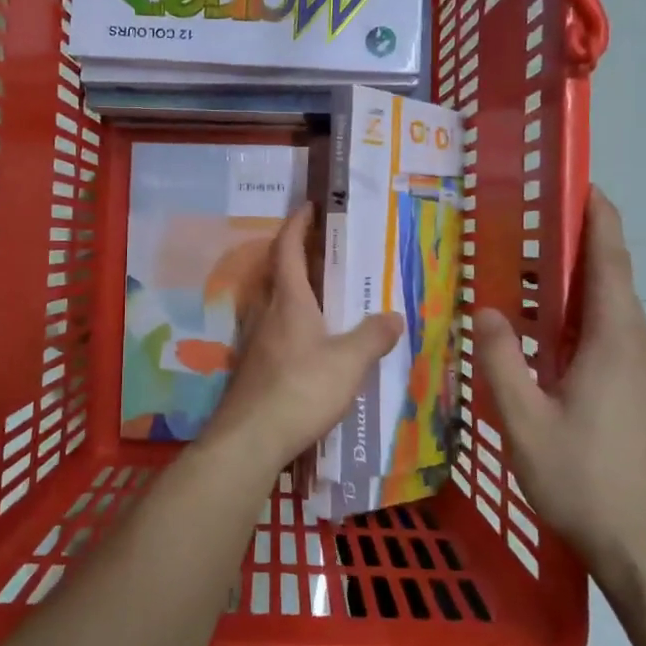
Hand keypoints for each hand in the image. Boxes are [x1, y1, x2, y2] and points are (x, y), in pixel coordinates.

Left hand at [202, 205, 404, 477]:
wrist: (250, 439)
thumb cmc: (300, 390)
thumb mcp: (348, 363)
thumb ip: (373, 337)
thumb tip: (395, 316)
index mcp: (289, 302)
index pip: (287, 249)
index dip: (297, 224)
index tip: (309, 206)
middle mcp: (267, 314)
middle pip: (279, 274)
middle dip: (299, 255)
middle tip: (327, 250)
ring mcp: (256, 342)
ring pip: (275, 304)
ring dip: (296, 291)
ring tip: (326, 296)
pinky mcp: (254, 368)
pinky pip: (275, 331)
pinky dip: (294, 324)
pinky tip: (312, 345)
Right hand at [476, 187, 645, 599]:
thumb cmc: (584, 478)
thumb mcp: (524, 420)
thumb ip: (501, 360)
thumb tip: (488, 311)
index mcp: (616, 339)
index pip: (610, 259)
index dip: (598, 216)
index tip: (579, 184)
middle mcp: (642, 345)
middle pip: (610, 282)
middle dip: (573, 251)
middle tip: (524, 233)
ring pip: (610, 315)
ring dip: (573, 293)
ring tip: (525, 285)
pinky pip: (614, 342)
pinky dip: (581, 326)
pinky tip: (547, 345)